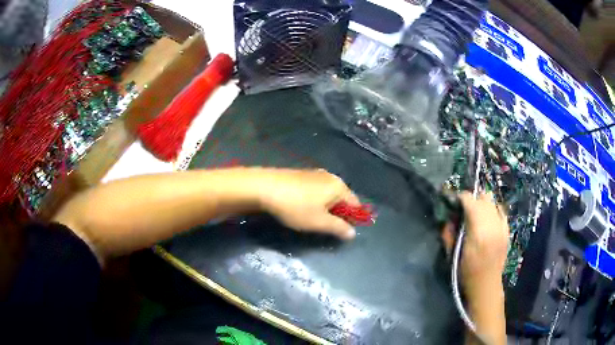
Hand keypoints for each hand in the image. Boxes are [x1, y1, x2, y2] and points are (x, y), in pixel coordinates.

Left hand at [258, 169, 359, 239]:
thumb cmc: (296, 207)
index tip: (342, 231)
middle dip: (338, 213)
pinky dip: (315, 200)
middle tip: (326, 226)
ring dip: (326, 207)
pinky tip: (303, 207)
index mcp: (339, 186)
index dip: (352, 219)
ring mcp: (315, 174)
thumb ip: (339, 228)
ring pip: (328, 194)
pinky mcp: (301, 175)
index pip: (355, 204)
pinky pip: (316, 190)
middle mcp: (330, 177)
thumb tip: (353, 234)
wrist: (265, 187)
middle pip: (342, 198)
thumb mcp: (319, 222)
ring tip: (314, 219)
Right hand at [443, 192, 508, 344]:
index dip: (460, 197)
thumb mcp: (451, 255)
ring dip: (483, 203)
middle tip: (463, 208)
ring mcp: (502, 227)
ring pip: (493, 202)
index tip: (452, 200)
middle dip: (472, 199)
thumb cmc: (466, 273)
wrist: (486, 286)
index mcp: (477, 231)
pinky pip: (501, 211)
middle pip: (483, 197)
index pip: (470, 201)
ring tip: (476, 212)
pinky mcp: (507, 231)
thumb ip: (449, 234)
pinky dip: (494, 210)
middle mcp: (492, 225)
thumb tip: (448, 218)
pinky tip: (488, 217)